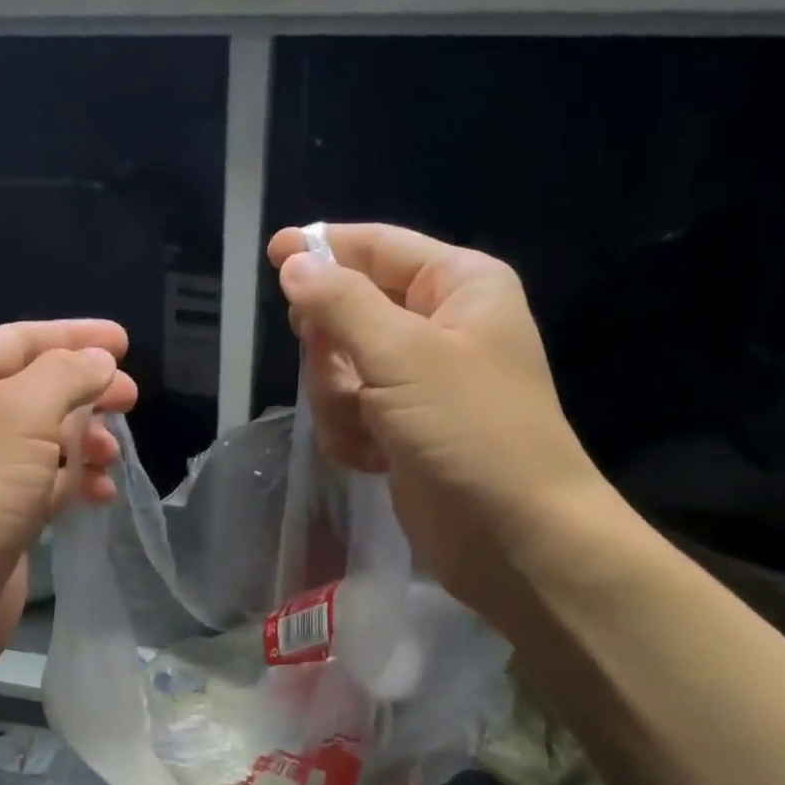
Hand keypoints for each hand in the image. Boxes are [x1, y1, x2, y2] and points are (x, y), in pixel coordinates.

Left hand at [0, 320, 137, 685]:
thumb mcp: (19, 417)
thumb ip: (66, 376)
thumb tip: (100, 362)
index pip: (20, 340)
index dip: (75, 337)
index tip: (126, 342)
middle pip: (37, 388)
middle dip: (86, 391)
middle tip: (131, 400)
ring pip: (46, 437)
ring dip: (85, 440)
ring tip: (114, 455)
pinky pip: (47, 481)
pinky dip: (76, 480)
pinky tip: (102, 493)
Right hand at [268, 223, 609, 617]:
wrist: (513, 537)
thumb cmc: (471, 432)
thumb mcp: (403, 356)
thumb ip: (341, 304)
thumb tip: (293, 263)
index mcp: (457, 286)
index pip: (378, 248)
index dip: (324, 249)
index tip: (272, 254)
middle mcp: (438, 326)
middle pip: (347, 312)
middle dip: (333, 353)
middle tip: (342, 379)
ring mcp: (417, 382)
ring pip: (338, 369)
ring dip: (340, 403)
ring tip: (371, 431)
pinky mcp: (400, 429)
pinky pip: (347, 412)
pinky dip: (351, 436)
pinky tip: (375, 459)